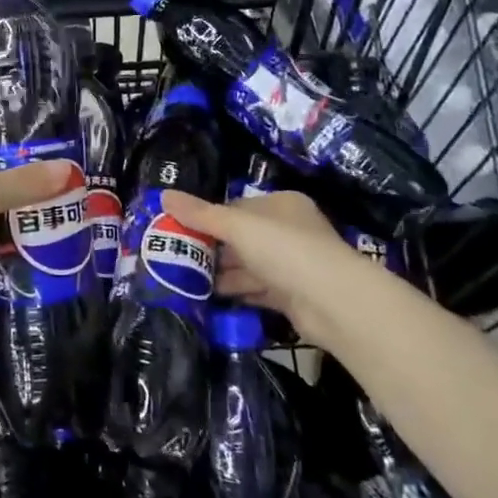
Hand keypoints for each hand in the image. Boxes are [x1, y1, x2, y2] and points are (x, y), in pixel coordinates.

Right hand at [161, 187, 363, 337]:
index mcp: (281, 205)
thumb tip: (163, 195)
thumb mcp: (237, 226)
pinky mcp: (292, 295)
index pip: (237, 207)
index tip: (180, 229)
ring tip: (185, 278)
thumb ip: (200, 214)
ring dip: (220, 272)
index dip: (208, 217)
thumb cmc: (285, 249)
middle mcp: (289, 231)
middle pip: (241, 237)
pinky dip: (236, 291)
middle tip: (176, 256)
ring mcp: (293, 265)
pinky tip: (209, 296)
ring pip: (248, 265)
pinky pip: (256, 289)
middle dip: (212, 247)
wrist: (334, 302)